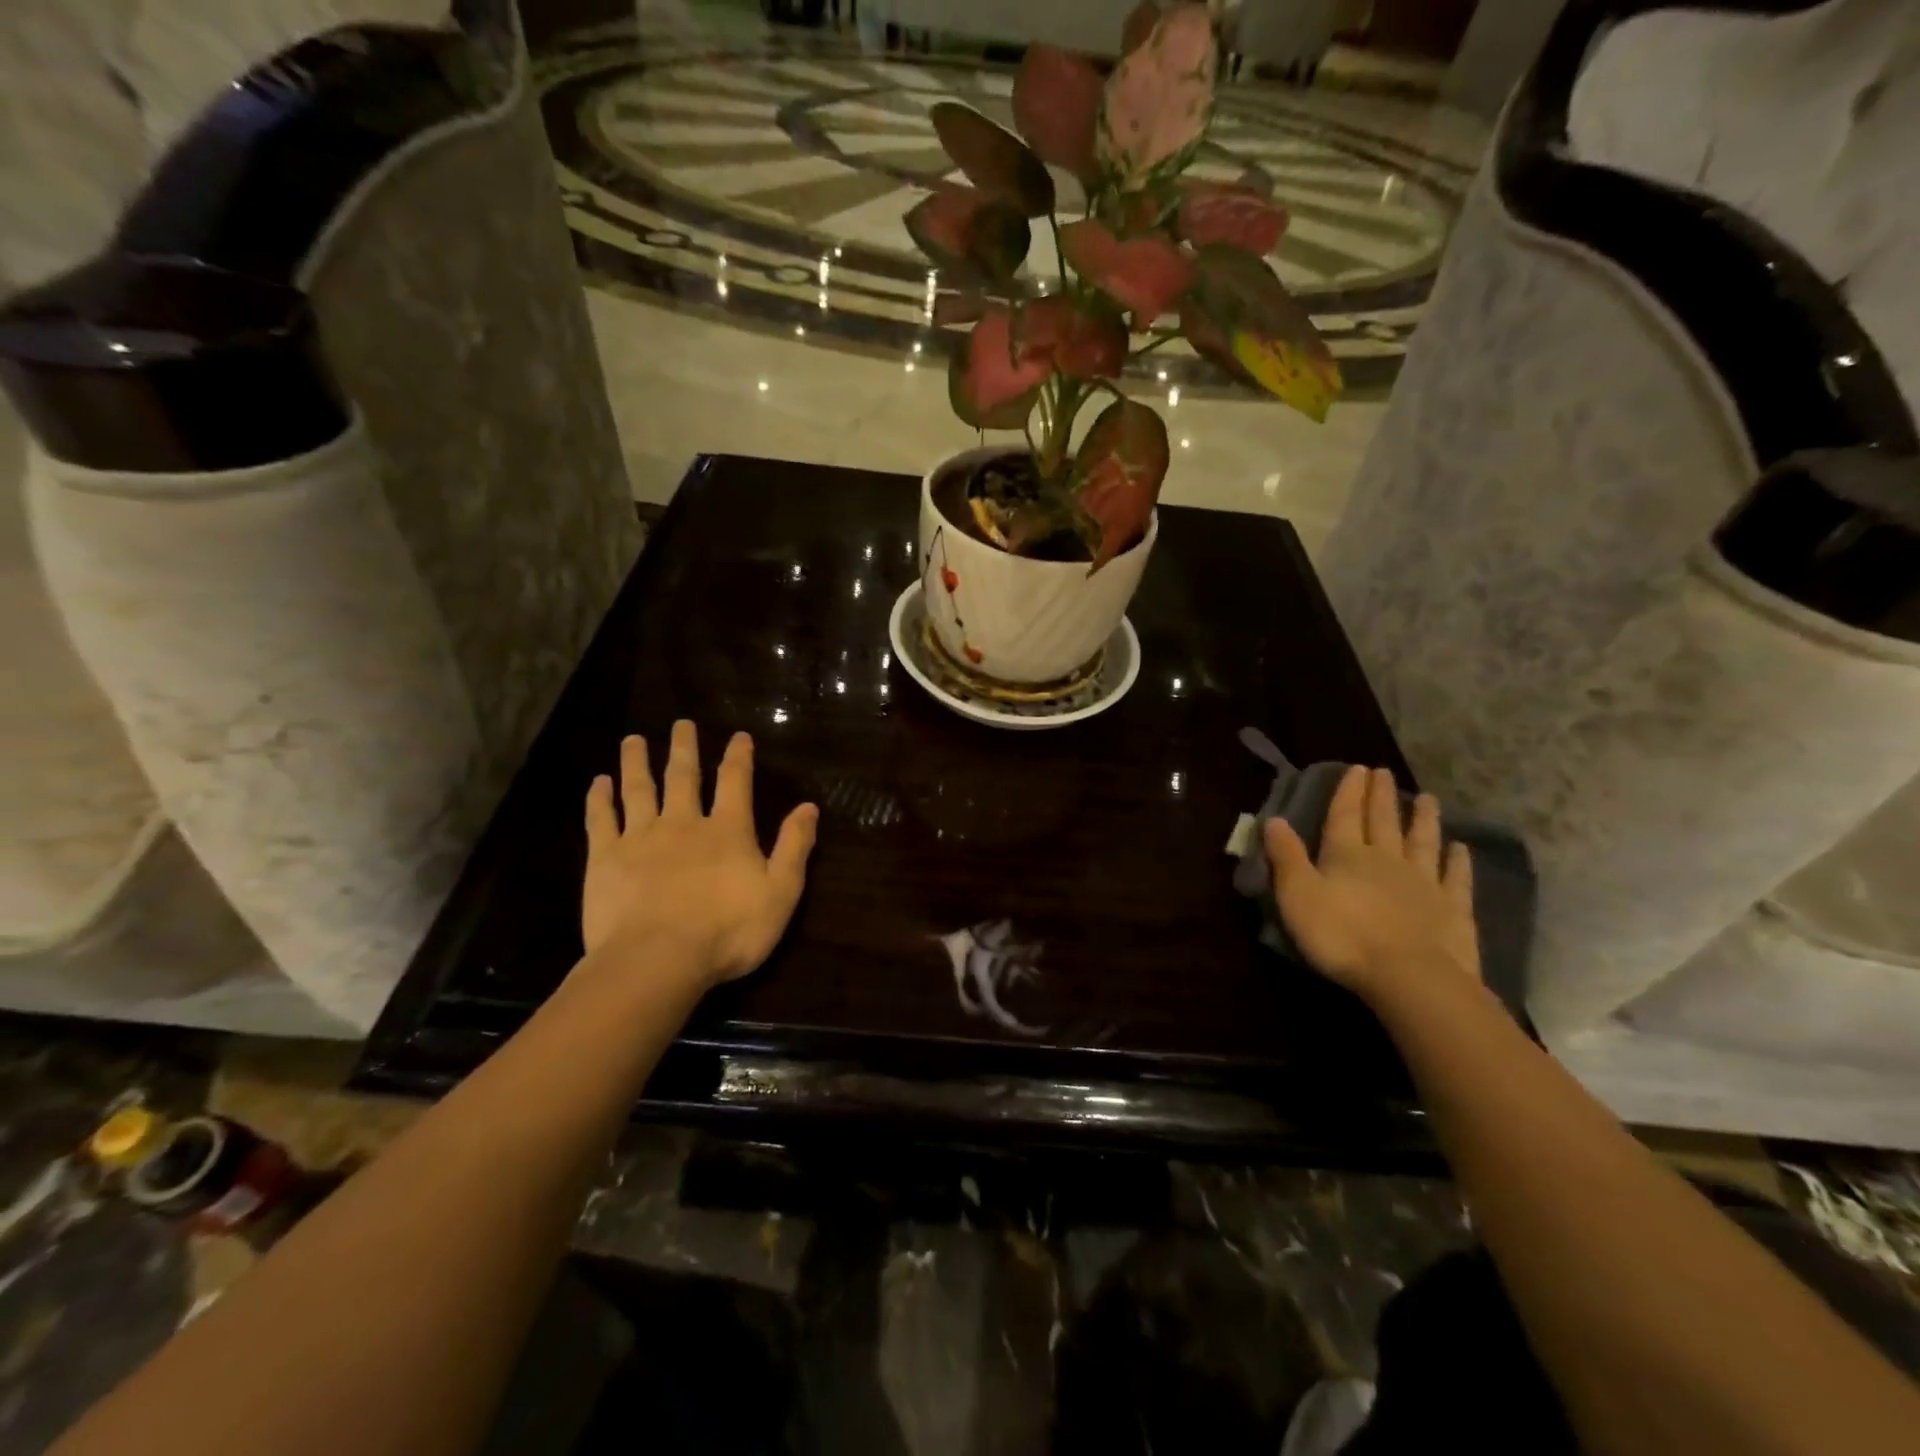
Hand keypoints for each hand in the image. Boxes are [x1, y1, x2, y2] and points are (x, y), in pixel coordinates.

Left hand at [582, 720, 818, 987]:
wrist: (657, 959)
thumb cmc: (728, 931)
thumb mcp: (780, 892)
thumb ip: (794, 847)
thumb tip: (809, 806)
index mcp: (727, 831)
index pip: (735, 782)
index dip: (738, 757)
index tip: (738, 735)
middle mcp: (683, 823)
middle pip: (683, 776)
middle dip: (684, 748)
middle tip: (681, 723)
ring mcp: (640, 838)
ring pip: (639, 789)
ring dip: (637, 762)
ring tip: (633, 739)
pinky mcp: (605, 859)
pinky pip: (601, 820)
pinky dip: (599, 799)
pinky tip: (598, 783)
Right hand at [1264, 765, 1478, 1002]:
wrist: (1409, 976)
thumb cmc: (1342, 935)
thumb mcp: (1297, 895)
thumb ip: (1286, 857)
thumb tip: (1274, 819)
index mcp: (1347, 855)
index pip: (1345, 815)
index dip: (1349, 792)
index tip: (1357, 768)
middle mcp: (1387, 860)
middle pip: (1384, 822)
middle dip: (1382, 796)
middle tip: (1385, 773)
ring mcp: (1424, 883)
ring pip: (1422, 842)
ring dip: (1423, 820)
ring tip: (1428, 798)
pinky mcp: (1453, 909)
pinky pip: (1456, 878)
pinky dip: (1458, 861)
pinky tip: (1461, 848)